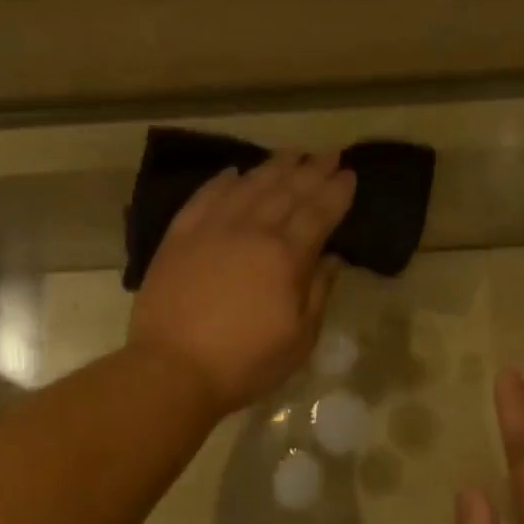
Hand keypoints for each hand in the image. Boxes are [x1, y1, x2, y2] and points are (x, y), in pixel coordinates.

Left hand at [129, 150, 356, 415]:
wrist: (173, 369)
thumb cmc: (245, 363)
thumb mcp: (299, 340)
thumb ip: (318, 293)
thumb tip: (331, 258)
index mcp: (285, 257)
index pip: (318, 213)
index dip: (337, 192)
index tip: (350, 174)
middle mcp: (251, 231)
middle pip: (287, 191)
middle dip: (312, 170)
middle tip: (328, 154)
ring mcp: (211, 229)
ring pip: (248, 186)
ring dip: (273, 167)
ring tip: (291, 154)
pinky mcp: (179, 237)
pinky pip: (204, 197)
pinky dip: (222, 182)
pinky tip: (234, 173)